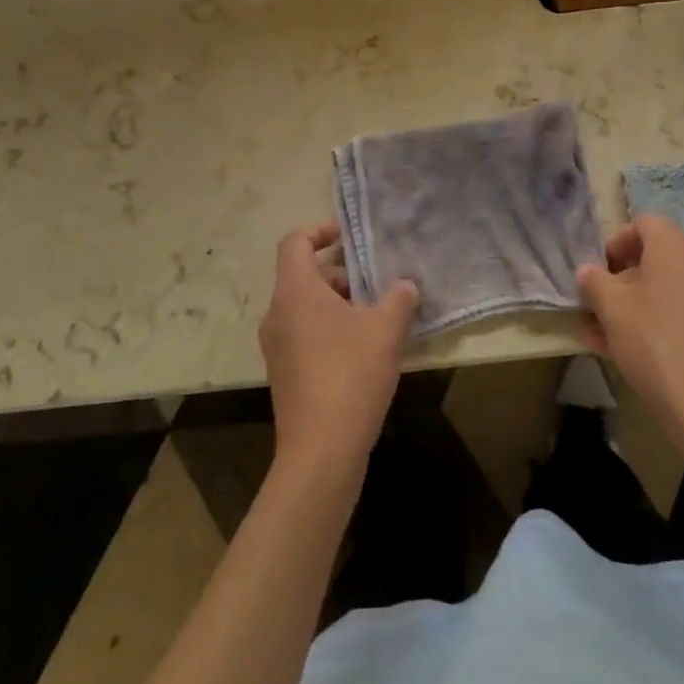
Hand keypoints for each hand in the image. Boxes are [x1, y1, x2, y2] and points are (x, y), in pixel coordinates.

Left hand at [260, 222, 418, 475]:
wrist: (320, 452)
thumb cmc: (350, 375)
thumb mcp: (385, 330)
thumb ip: (399, 298)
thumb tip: (406, 285)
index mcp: (294, 292)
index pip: (294, 242)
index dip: (320, 231)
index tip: (350, 238)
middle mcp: (277, 314)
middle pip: (303, 276)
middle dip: (341, 274)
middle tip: (377, 285)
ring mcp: (277, 347)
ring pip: (306, 308)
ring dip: (339, 305)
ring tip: (378, 318)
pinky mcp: (285, 374)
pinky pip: (306, 335)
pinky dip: (331, 330)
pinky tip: (365, 351)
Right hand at [576, 215, 683, 454]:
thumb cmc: (652, 340)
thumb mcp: (611, 307)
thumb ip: (594, 282)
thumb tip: (587, 271)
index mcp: (674, 249)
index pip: (645, 223)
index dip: (618, 240)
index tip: (601, 269)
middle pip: (654, 258)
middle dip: (621, 278)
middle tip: (598, 302)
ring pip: (662, 291)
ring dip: (631, 304)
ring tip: (600, 333)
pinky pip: (675, 315)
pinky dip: (651, 323)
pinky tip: (622, 352)